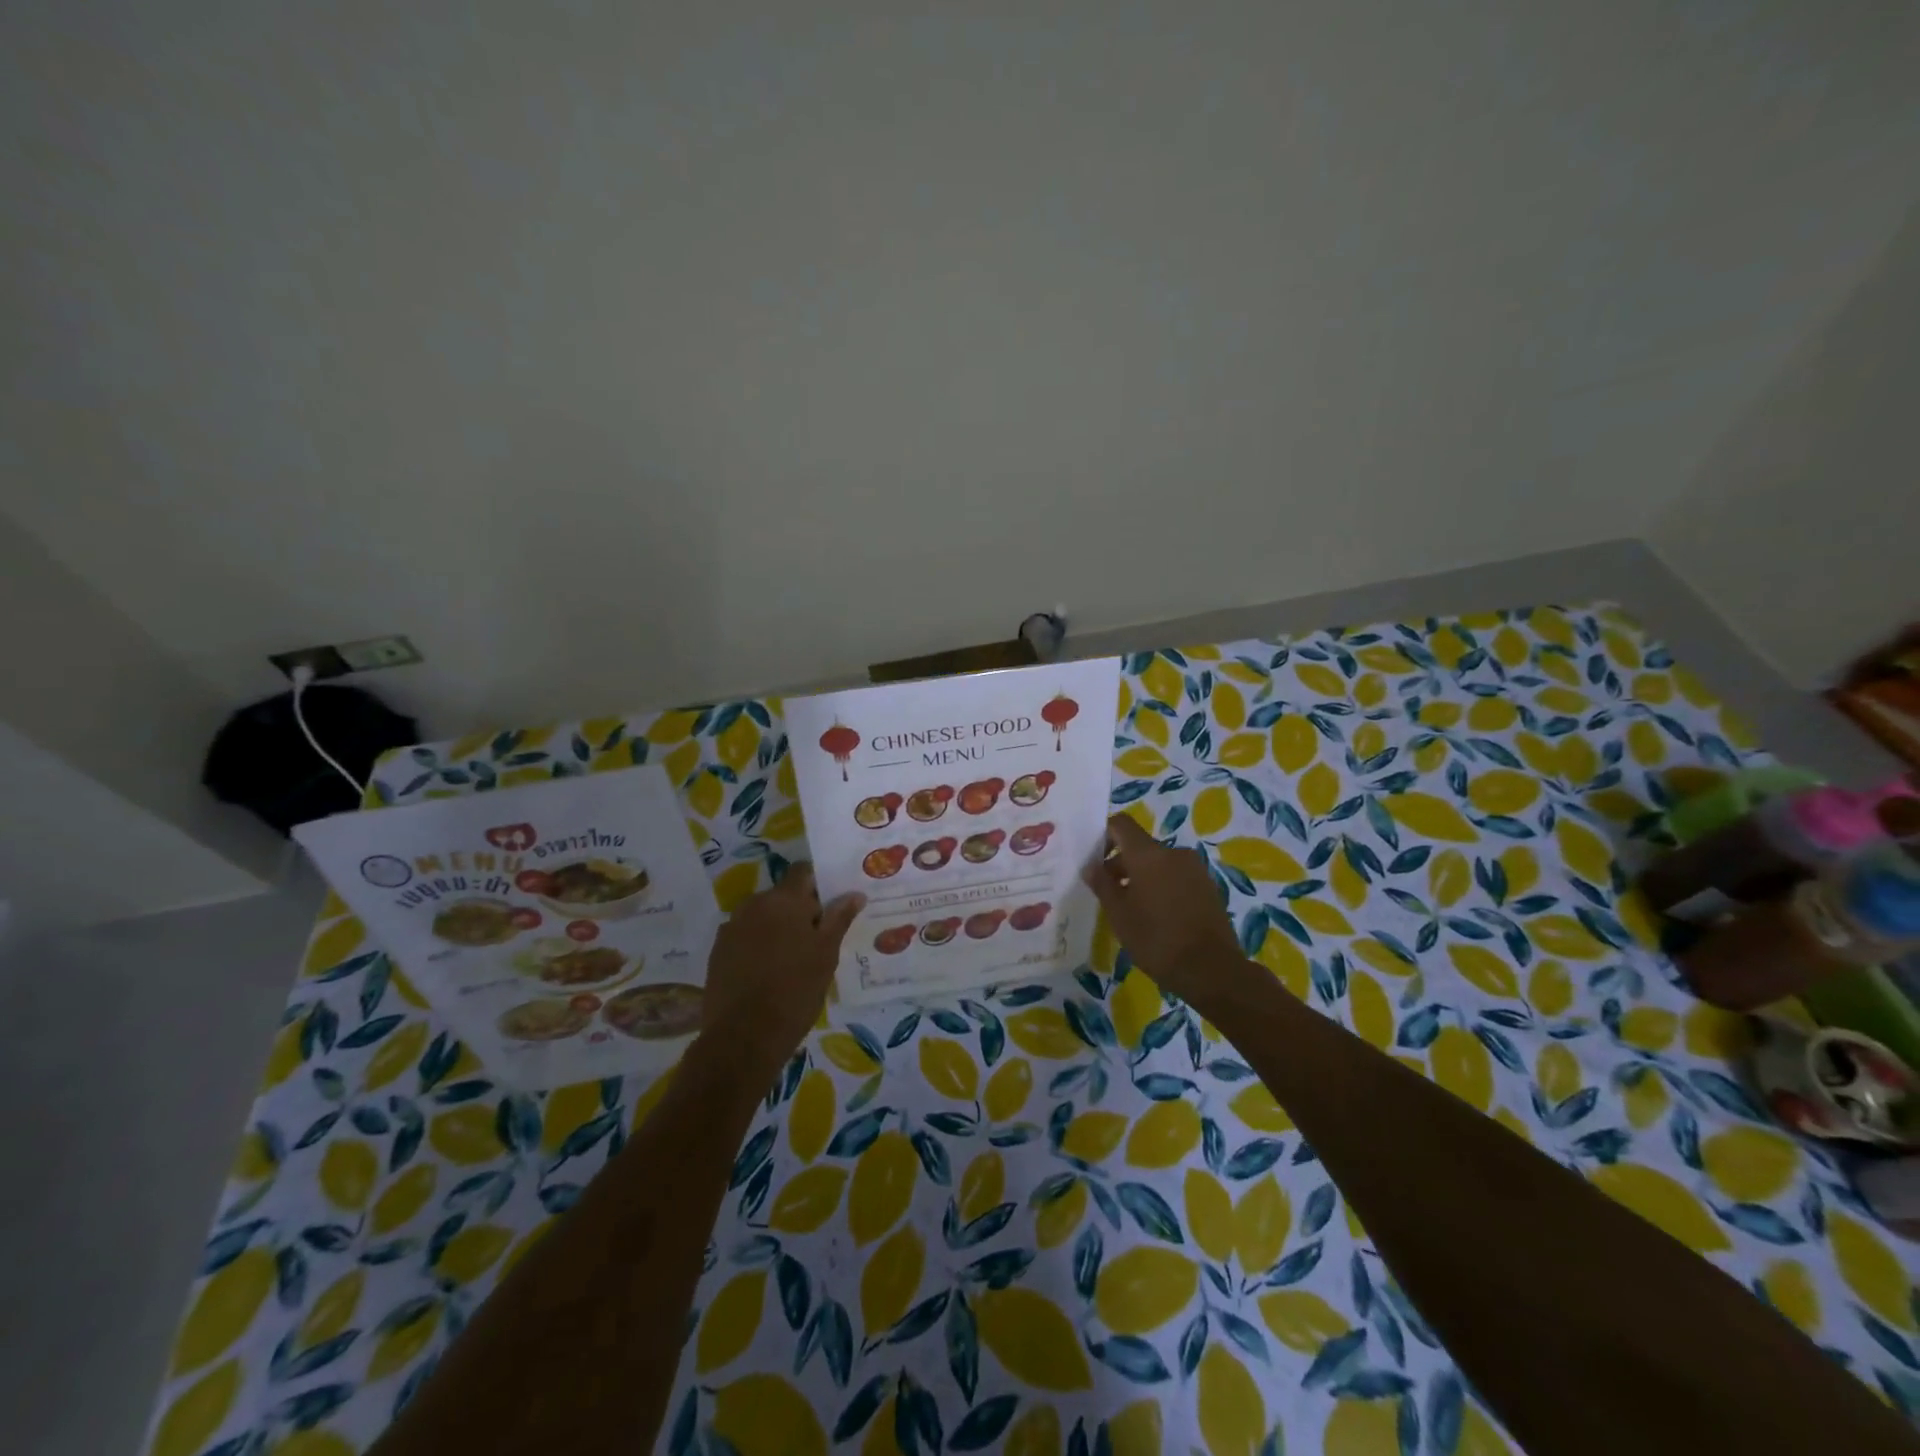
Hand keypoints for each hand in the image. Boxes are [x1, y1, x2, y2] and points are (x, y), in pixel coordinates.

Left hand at [700, 864, 863, 1082]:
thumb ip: (839, 918)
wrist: (743, 1036)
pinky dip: (758, 946)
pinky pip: (745, 937)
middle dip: (799, 911)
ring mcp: (731, 927)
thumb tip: (854, 893)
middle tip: (816, 941)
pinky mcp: (718, 951)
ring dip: (777, 928)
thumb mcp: (826, 954)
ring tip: (792, 960)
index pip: (803, 872)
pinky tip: (767, 973)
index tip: (831, 907)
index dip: (818, 885)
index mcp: (784, 900)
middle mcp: (754, 904)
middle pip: (782, 896)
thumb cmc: (795, 990)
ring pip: (762, 917)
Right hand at [1083, 814, 1263, 1015]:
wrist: (1211, 970)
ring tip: (1134, 910)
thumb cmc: (1156, 939)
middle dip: (1122, 864)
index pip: (1121, 824)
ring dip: (1143, 878)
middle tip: (1110, 895)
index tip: (1096, 861)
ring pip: (1159, 863)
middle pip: (1140, 847)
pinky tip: (1158, 917)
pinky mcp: (1209, 887)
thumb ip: (1102, 885)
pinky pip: (1177, 877)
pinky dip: (1163, 888)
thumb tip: (1091, 866)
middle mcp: (1174, 853)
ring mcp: (1195, 870)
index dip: (1104, 835)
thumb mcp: (1119, 914)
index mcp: (1148, 854)